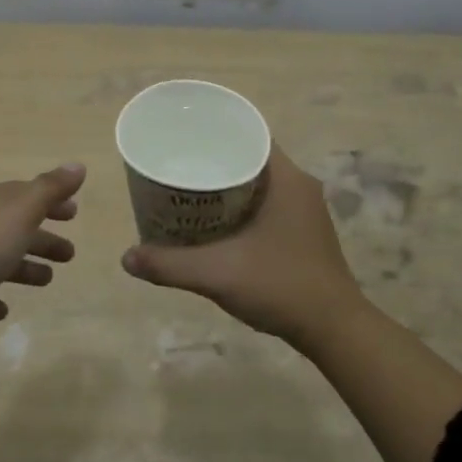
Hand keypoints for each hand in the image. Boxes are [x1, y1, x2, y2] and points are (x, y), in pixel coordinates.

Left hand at [0, 163, 84, 375]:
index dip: (51, 202)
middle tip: (70, 253)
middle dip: (42, 237)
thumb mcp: (21, 211)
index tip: (74, 213)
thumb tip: (77, 165)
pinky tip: (2, 309)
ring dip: (23, 268)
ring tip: (47, 280)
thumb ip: (50, 189)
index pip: (25, 195)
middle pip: (14, 227)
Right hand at [120, 145, 370, 352]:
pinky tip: (214, 220)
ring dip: (226, 183)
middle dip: (214, 158)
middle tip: (177, 163)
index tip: (184, 136)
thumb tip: (126, 258)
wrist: (335, 330)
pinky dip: (239, 204)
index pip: (249, 134)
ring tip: (188, 189)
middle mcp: (298, 185)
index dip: (216, 131)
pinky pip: (265, 202)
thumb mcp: (218, 274)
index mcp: (286, 179)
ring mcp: (304, 209)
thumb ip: (170, 265)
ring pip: (257, 181)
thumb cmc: (281, 287)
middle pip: (250, 156)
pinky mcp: (303, 230)